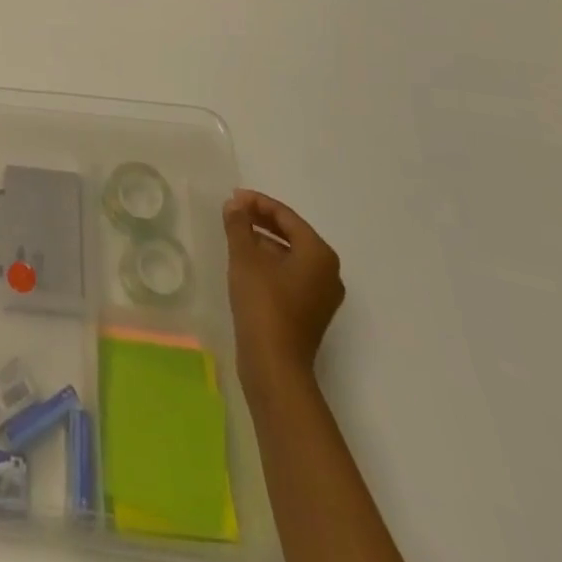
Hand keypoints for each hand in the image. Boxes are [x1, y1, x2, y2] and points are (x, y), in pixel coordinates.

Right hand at [223, 190, 343, 388]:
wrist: (274, 364)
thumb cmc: (263, 303)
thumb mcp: (245, 256)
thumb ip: (239, 224)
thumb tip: (235, 204)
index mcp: (319, 254)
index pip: (287, 216)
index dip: (258, 202)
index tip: (233, 197)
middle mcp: (328, 271)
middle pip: (292, 234)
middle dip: (262, 220)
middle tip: (234, 211)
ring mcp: (322, 294)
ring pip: (291, 254)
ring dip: (265, 240)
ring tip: (236, 233)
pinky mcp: (311, 311)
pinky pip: (291, 273)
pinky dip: (271, 261)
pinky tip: (247, 262)